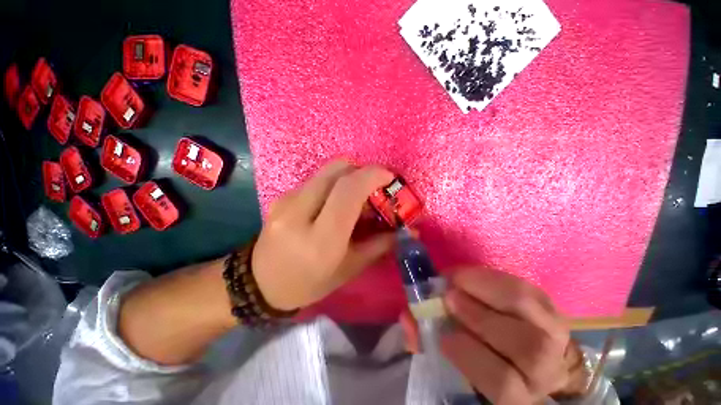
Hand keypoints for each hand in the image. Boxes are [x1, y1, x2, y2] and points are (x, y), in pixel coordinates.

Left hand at [252, 160, 396, 310]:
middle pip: (337, 170)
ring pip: (327, 171)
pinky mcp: (281, 197)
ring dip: (348, 177)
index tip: (389, 176)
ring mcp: (286, 201)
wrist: (260, 283)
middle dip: (362, 171)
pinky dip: (333, 184)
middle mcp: (300, 214)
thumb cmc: (309, 283)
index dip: (372, 176)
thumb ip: (380, 245)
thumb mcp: (349, 269)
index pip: (348, 191)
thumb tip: (409, 230)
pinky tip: (334, 203)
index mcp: (321, 240)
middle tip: (375, 186)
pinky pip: (316, 180)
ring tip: (357, 196)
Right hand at [401, 268, 570, 404]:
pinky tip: (468, 276)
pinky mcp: (548, 304)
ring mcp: (554, 332)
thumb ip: (429, 341)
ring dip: (484, 290)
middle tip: (447, 297)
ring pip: (528, 310)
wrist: (523, 349)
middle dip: (479, 317)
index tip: (443, 337)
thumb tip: (408, 321)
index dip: (471, 357)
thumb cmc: (482, 356)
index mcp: (520, 393)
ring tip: (456, 282)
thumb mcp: (456, 360)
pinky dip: (490, 277)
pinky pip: (523, 286)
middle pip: (526, 347)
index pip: (505, 385)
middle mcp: (546, 367)